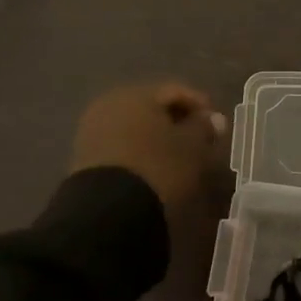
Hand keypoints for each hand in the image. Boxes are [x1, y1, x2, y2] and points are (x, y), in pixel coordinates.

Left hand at [70, 83, 225, 208]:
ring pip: (135, 125)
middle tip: (198, 140)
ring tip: (177, 156)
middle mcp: (111, 103)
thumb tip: (213, 118)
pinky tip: (153, 166)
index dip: (200, 105)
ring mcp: (93, 128)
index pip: (176, 90)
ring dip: (157, 136)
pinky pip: (121, 143)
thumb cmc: (159, 167)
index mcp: (137, 93)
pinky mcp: (84, 154)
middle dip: (176, 120)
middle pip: (152, 106)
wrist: (109, 209)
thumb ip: (203, 128)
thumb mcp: (192, 147)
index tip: (216, 125)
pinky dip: (140, 150)